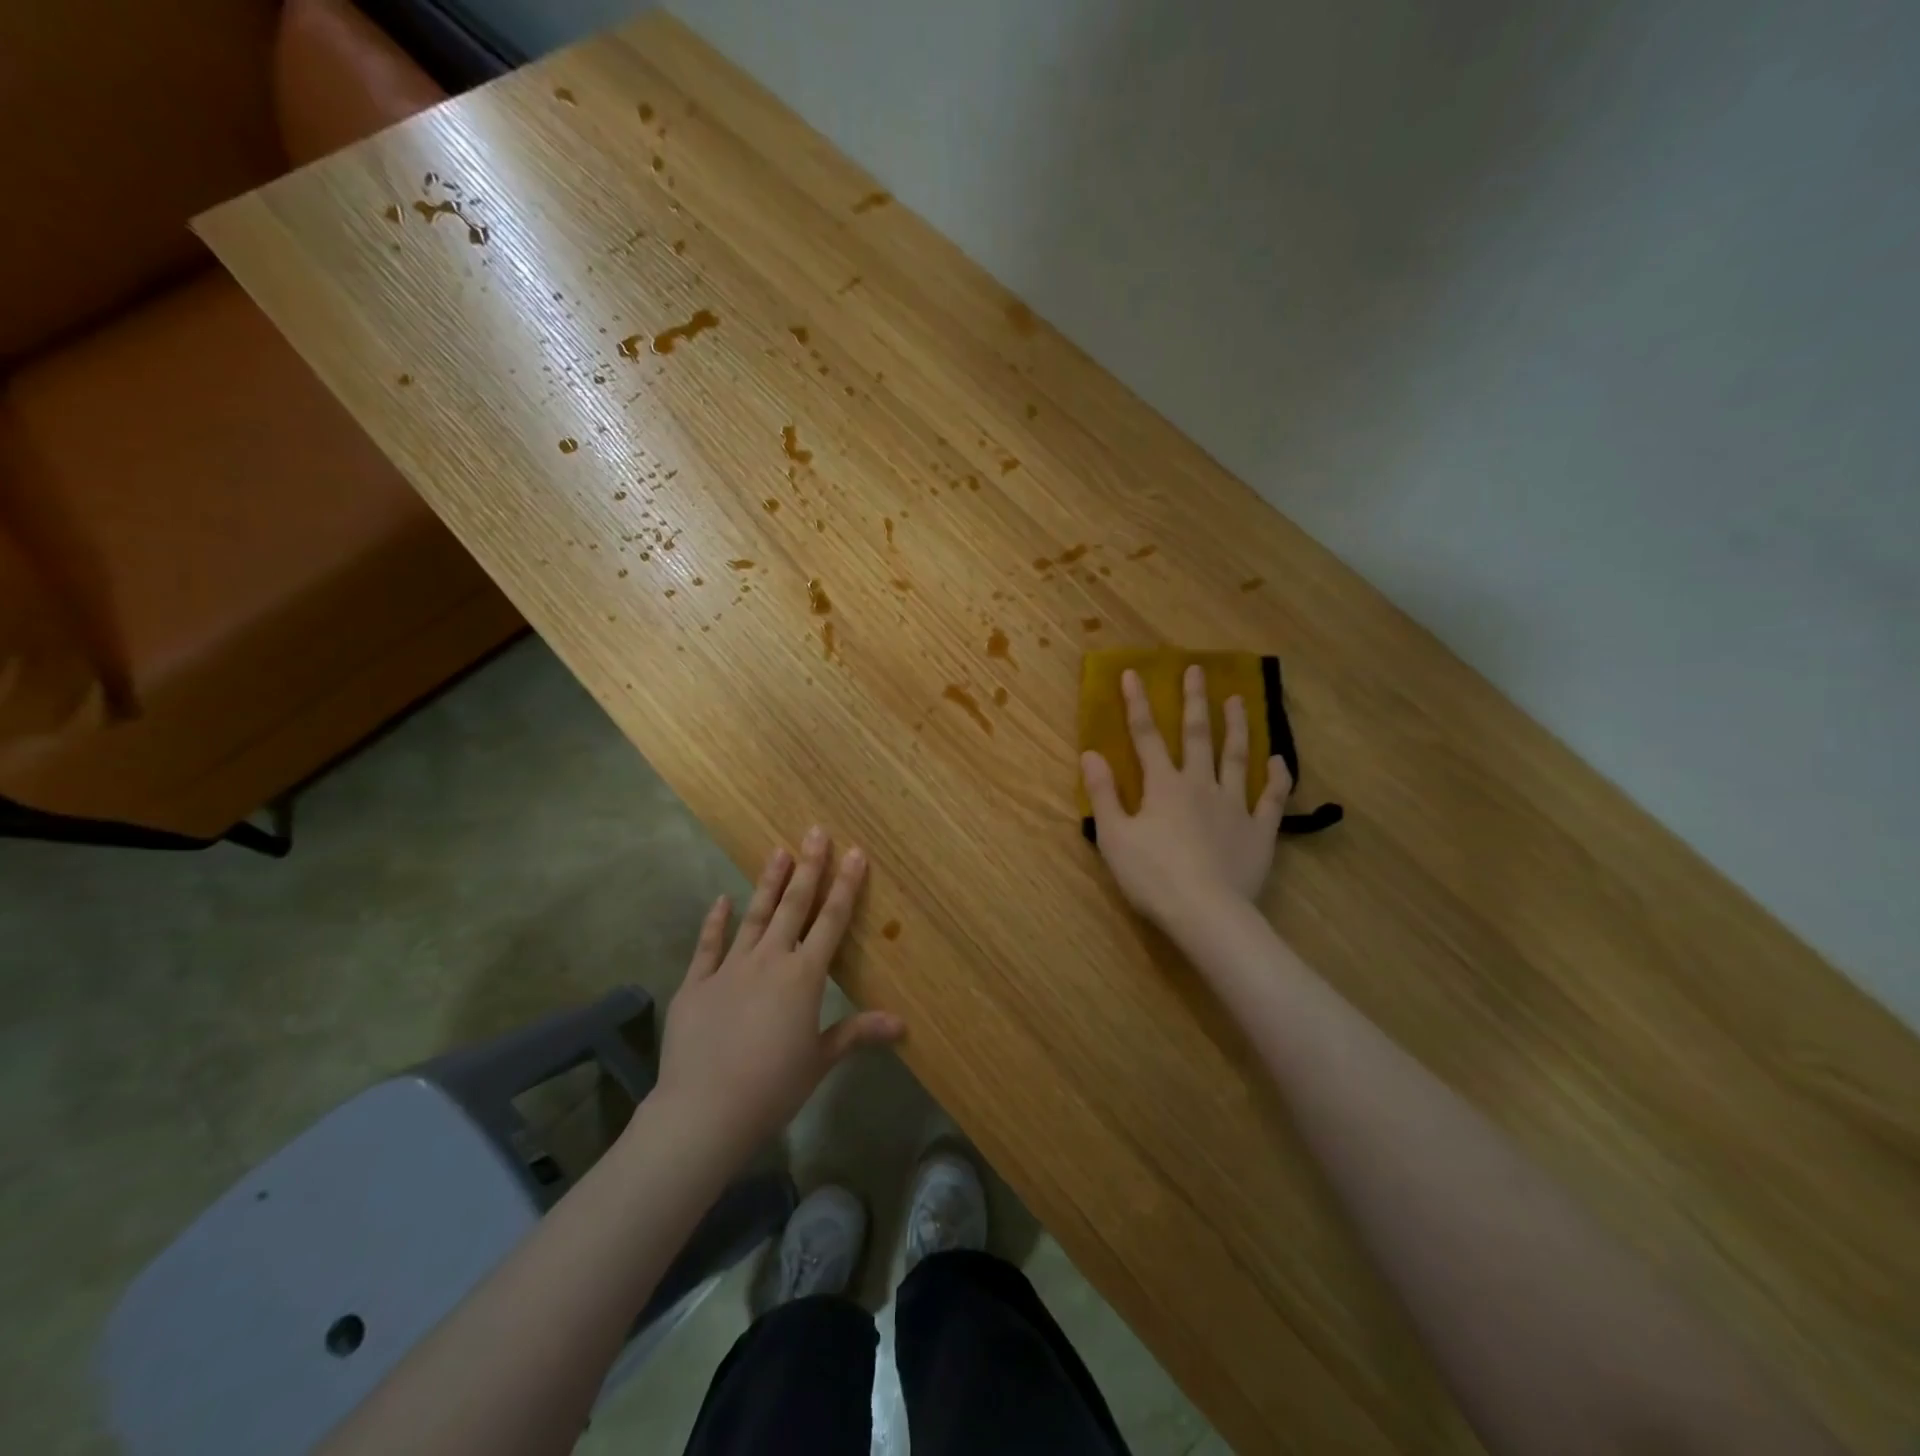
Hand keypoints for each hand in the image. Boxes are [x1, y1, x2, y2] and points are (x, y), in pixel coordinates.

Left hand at [652, 829, 903, 1160]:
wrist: (704, 1110)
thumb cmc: (772, 1087)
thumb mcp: (820, 1060)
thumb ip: (857, 1032)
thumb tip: (902, 1024)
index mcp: (803, 977)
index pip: (831, 921)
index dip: (845, 885)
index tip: (854, 852)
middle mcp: (769, 960)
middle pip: (793, 905)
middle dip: (808, 867)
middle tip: (815, 831)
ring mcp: (729, 968)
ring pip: (754, 915)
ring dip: (768, 882)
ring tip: (778, 851)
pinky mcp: (696, 984)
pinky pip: (708, 946)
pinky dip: (716, 922)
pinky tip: (722, 900)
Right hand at [1081, 665, 1291, 927]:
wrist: (1206, 912)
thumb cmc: (1152, 876)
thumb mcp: (1114, 836)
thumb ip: (1103, 793)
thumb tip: (1090, 753)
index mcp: (1163, 786)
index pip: (1146, 736)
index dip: (1137, 704)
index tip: (1133, 673)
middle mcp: (1200, 785)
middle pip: (1197, 736)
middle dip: (1194, 701)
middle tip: (1196, 670)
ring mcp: (1234, 805)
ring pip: (1237, 757)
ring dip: (1236, 727)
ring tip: (1238, 699)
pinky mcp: (1259, 830)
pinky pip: (1271, 798)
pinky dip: (1277, 777)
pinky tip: (1279, 759)